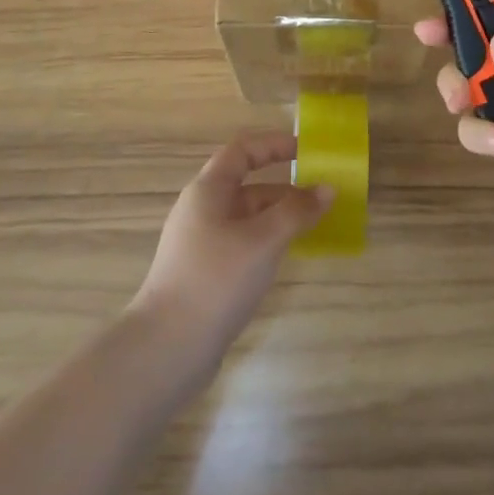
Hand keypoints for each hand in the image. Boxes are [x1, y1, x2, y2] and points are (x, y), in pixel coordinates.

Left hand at [131, 132, 332, 360]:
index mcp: (208, 190)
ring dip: (278, 217)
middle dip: (285, 187)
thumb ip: (297, 211)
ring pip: (246, 217)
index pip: (243, 150)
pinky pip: (242, 242)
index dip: (274, 144)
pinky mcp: (204, 273)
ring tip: (312, 227)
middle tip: (321, 197)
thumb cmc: (216, 280)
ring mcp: (201, 243)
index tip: (307, 150)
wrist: (166, 350)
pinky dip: (266, 241)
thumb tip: (327, 189)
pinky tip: (284, 257)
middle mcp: (202, 209)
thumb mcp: (263, 240)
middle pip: (247, 185)